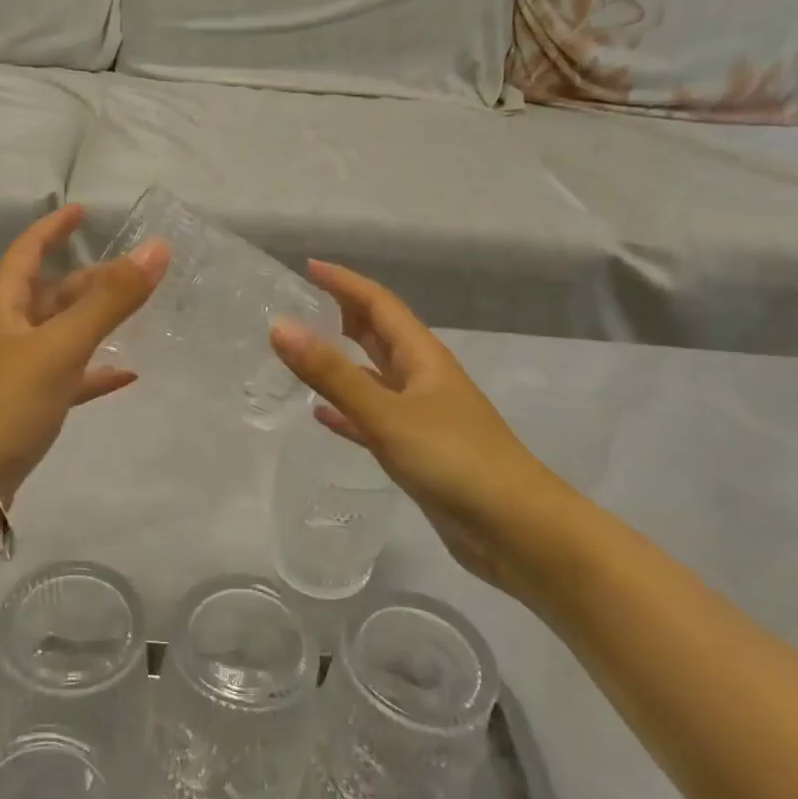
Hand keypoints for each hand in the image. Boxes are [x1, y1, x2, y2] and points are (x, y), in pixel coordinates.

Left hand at [0, 204, 167, 506]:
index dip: (53, 228)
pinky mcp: (25, 406)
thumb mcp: (61, 346)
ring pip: (60, 334)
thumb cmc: (5, 402)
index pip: (27, 251)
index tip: (81, 211)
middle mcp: (6, 331)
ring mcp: (15, 370)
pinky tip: (125, 376)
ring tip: (135, 315)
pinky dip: (93, 372)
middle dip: (88, 279)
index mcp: (3, 305)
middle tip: (131, 272)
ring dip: (94, 323)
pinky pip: (66, 377)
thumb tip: (156, 249)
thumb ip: (110, 300)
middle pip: (50, 293)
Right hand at [269, 262, 595, 596]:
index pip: (378, 304)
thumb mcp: (388, 414)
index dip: (344, 283)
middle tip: (298, 307)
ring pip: (373, 377)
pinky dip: (347, 412)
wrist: (517, 531)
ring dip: (341, 363)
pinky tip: (321, 416)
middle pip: (378, 334)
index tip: (307, 267)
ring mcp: (422, 416)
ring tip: (301, 356)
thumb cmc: (456, 461)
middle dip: (341, 316)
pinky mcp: (418, 452)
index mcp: (422, 357)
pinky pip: (373, 419)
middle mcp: (423, 379)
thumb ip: (332, 373)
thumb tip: (280, 326)